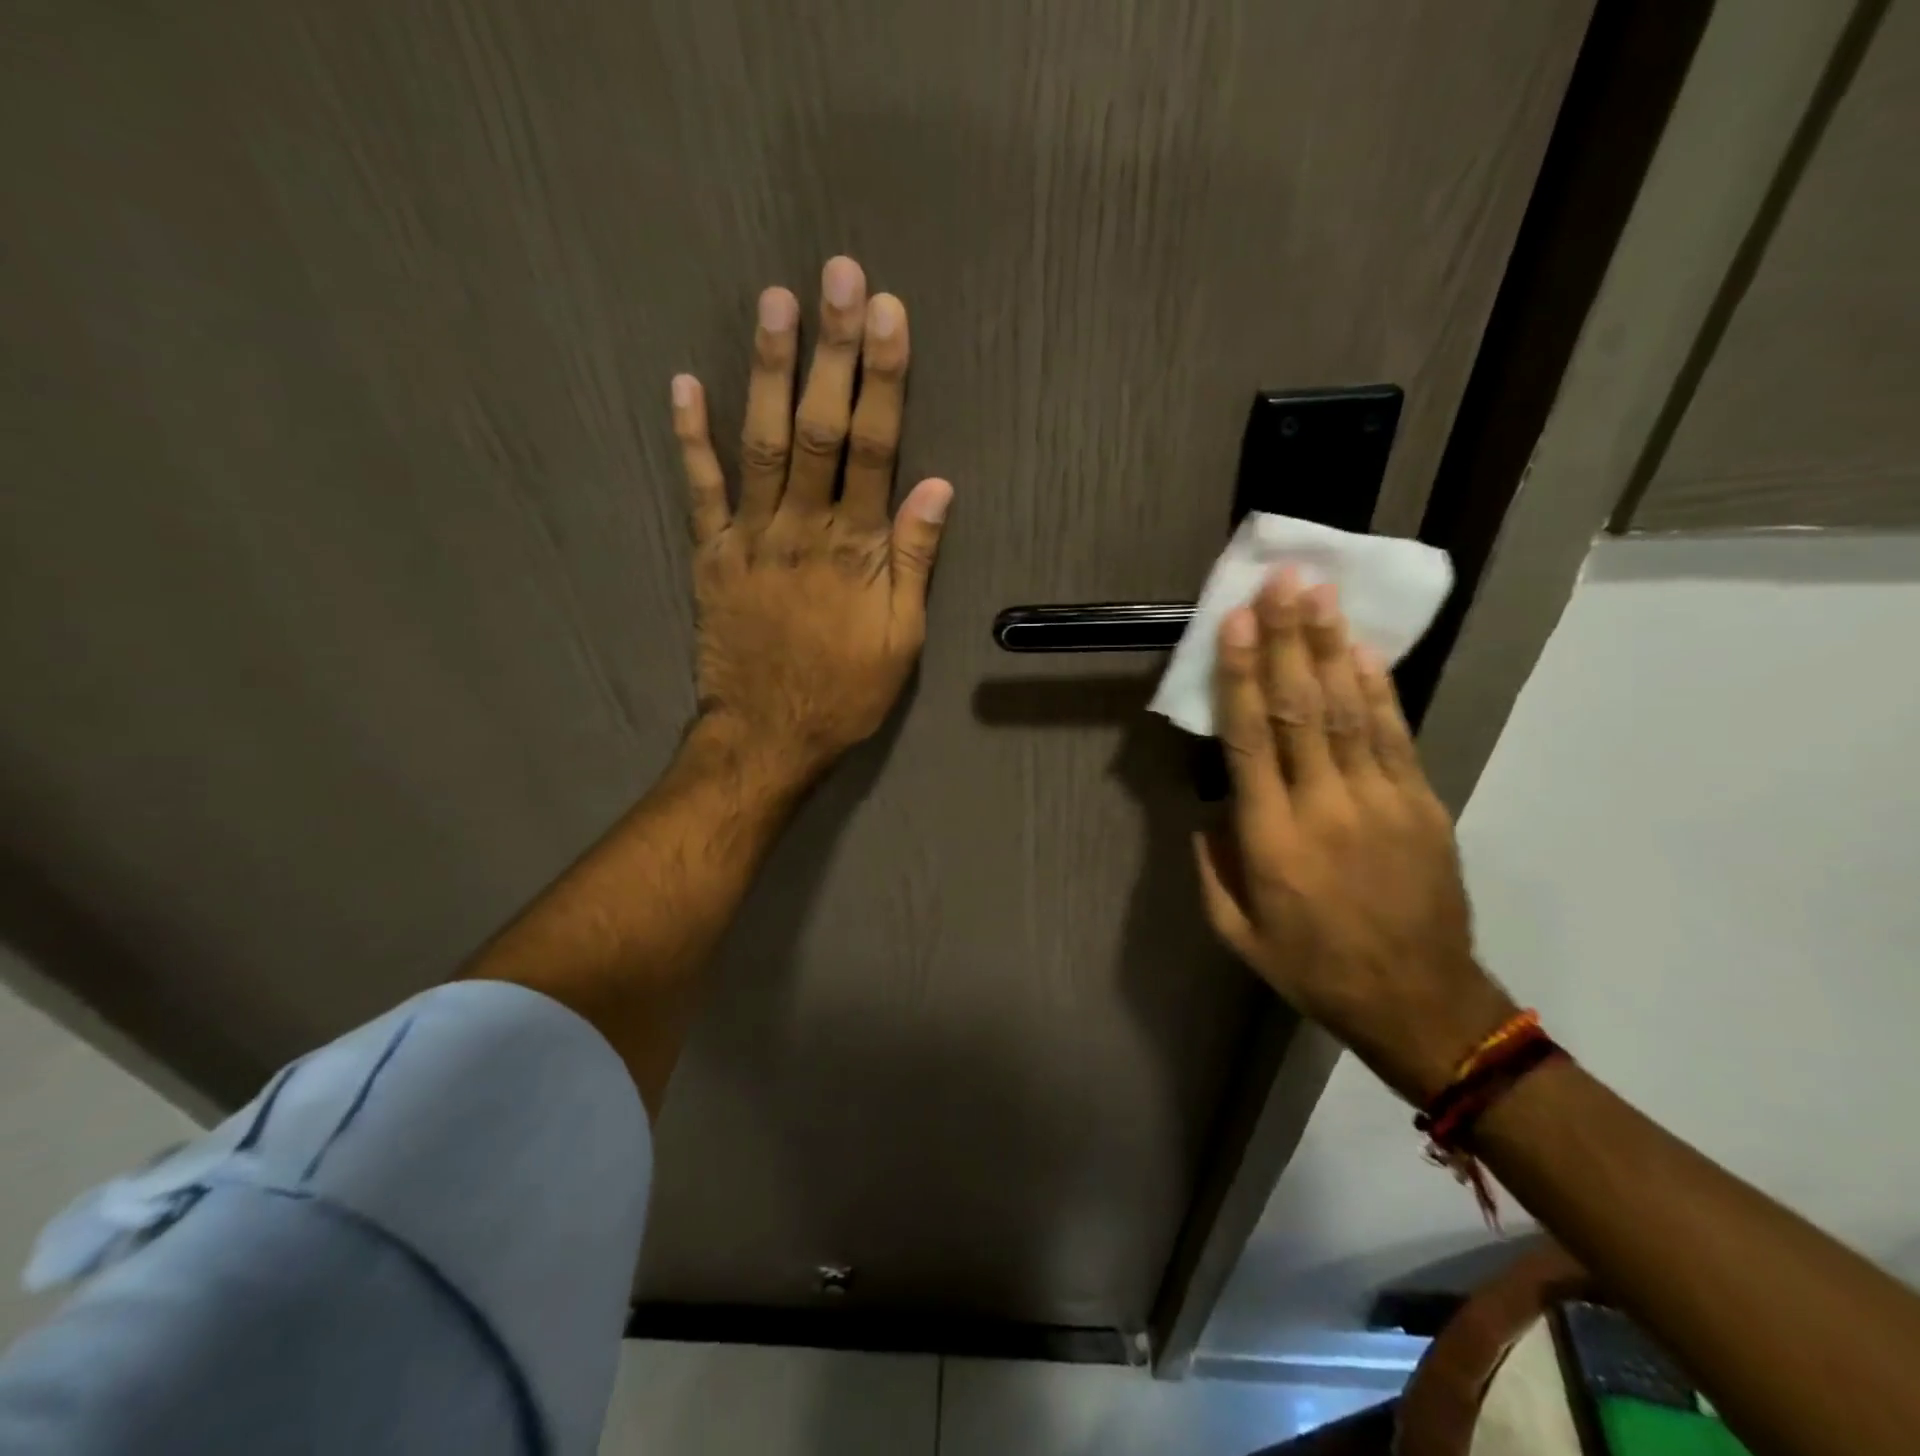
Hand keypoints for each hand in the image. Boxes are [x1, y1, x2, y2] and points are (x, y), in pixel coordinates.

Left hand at [671, 256, 952, 785]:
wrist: (768, 735)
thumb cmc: (846, 692)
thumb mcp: (901, 639)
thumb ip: (913, 561)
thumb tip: (937, 487)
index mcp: (856, 550)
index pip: (876, 449)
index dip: (884, 379)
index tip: (888, 315)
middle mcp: (803, 529)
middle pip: (820, 429)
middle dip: (831, 350)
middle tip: (837, 276)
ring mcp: (751, 539)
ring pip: (761, 444)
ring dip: (767, 371)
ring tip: (774, 303)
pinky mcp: (711, 556)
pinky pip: (699, 491)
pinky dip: (691, 438)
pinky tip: (685, 384)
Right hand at [1194, 570, 1515, 1104]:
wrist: (1420, 1002)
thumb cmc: (1314, 967)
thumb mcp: (1237, 932)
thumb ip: (1212, 867)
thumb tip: (1211, 807)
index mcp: (1272, 839)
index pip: (1251, 741)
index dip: (1242, 676)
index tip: (1236, 624)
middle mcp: (1324, 807)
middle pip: (1302, 709)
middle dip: (1288, 640)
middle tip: (1281, 582)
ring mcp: (1381, 800)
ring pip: (1349, 711)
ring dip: (1330, 648)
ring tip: (1318, 595)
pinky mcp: (1421, 803)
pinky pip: (1394, 735)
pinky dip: (1375, 688)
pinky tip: (1359, 650)